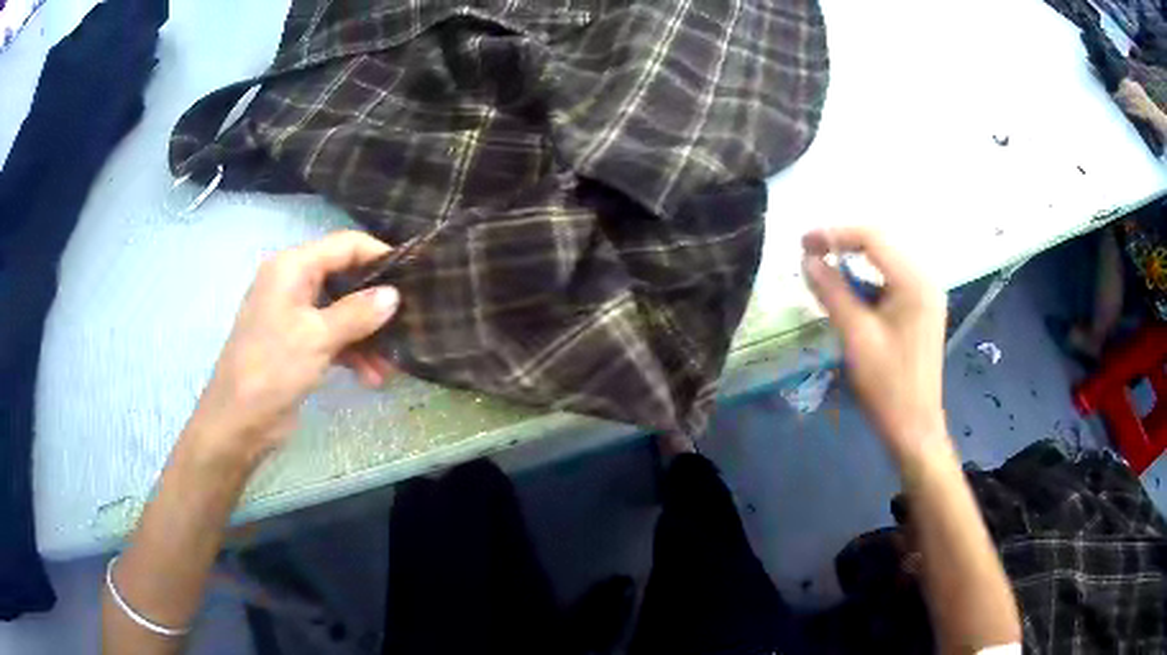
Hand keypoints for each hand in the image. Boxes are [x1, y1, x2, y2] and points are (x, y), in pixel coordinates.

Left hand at [188, 231, 400, 467]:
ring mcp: (293, 314)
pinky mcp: (296, 343)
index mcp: (291, 267)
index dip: (379, 254)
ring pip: (340, 312)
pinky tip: (371, 377)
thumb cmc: (272, 369)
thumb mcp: (317, 338)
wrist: (238, 422)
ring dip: (366, 336)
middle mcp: (292, 283)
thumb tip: (394, 294)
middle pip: (344, 279)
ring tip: (391, 364)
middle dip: (375, 304)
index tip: (414, 274)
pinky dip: (350, 352)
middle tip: (409, 321)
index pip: (344, 245)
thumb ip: (357, 313)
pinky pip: (331, 336)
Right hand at [801, 227, 948, 463]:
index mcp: (915, 281)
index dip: (835, 234)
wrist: (914, 427)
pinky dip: (867, 282)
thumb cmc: (888, 385)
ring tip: (824, 272)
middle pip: (881, 245)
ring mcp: (925, 295)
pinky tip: (849, 295)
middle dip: (844, 245)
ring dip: (854, 263)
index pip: (873, 238)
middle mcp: (925, 279)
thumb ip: (832, 292)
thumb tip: (807, 259)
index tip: (802, 243)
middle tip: (809, 253)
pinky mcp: (920, 310)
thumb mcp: (856, 336)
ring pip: (885, 262)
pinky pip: (891, 282)